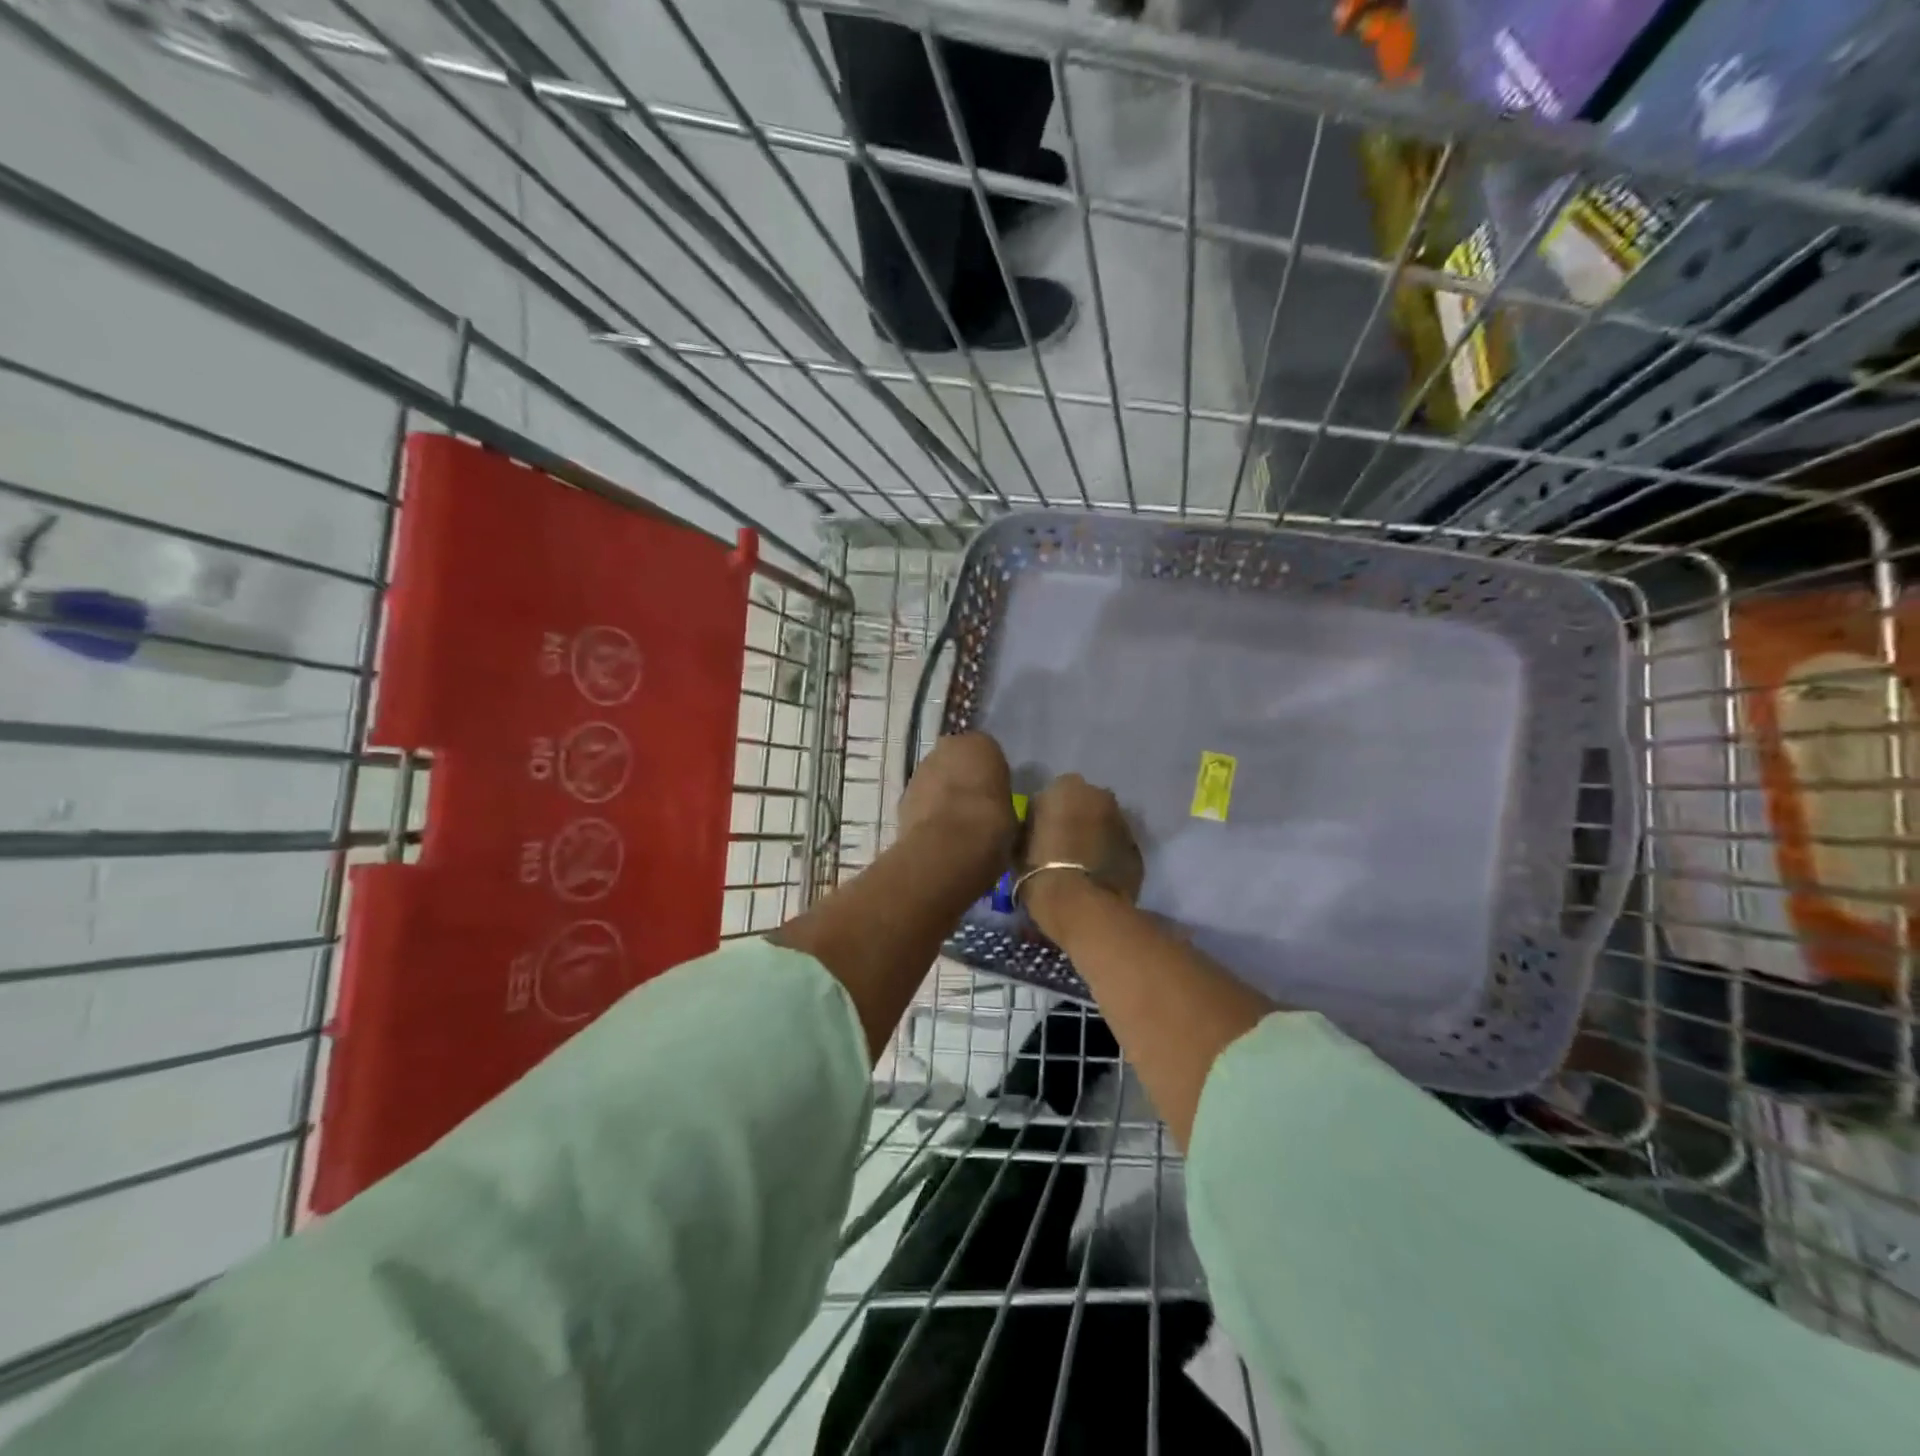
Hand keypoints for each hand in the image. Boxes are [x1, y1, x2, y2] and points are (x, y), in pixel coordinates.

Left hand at [898, 732, 1017, 891]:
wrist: (948, 847)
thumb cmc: (992, 823)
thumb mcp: (1011, 811)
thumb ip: (998, 800)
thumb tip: (992, 810)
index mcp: (982, 744)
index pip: (987, 753)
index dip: (990, 775)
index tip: (994, 795)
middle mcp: (949, 746)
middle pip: (957, 760)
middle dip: (962, 778)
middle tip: (973, 806)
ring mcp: (922, 768)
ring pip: (936, 777)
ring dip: (942, 793)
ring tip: (954, 823)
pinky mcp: (904, 793)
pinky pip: (922, 797)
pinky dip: (927, 809)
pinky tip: (937, 831)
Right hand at [1021, 773, 1143, 917]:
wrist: (1081, 906)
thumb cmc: (1040, 871)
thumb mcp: (1019, 843)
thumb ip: (1032, 825)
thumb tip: (1039, 827)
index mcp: (1066, 787)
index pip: (1053, 794)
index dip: (1047, 814)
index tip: (1041, 834)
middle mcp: (1099, 795)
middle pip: (1085, 803)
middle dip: (1076, 819)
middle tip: (1063, 846)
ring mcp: (1123, 821)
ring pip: (1105, 823)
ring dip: (1095, 836)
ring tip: (1082, 864)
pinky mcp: (1137, 848)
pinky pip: (1118, 846)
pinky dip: (1110, 855)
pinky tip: (1098, 876)